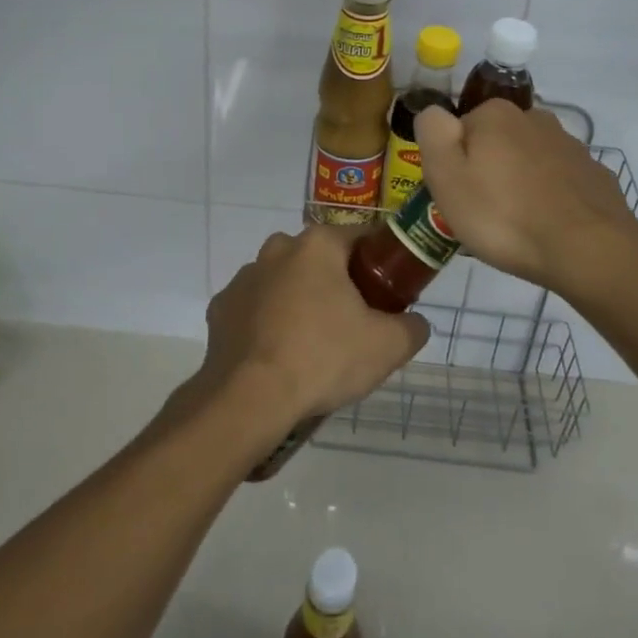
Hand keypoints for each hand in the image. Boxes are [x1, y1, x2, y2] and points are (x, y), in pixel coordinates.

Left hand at [195, 226, 429, 422]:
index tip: (389, 292)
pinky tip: (278, 355)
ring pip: (284, 281)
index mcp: (318, 245)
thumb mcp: (387, 346)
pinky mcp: (220, 308)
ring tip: (313, 345)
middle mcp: (278, 248)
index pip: (360, 238)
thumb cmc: (323, 358)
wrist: (250, 399)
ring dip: (299, 301)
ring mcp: (244, 277)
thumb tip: (416, 323)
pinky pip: (255, 309)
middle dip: (337, 283)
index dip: (380, 263)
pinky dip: (267, 324)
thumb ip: (412, 327)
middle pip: (320, 259)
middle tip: (354, 322)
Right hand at [415, 101, 637, 295]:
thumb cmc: (503, 215)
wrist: (588, 250)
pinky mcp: (595, 175)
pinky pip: (560, 183)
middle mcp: (535, 118)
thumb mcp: (446, 176)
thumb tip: (433, 111)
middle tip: (485, 214)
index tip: (459, 195)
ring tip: (518, 226)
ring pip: (530, 161)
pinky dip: (551, 199)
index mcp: (495, 115)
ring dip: (521, 184)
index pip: (461, 131)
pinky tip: (549, 229)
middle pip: (497, 143)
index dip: (455, 164)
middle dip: (490, 170)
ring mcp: (571, 146)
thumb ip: (433, 133)